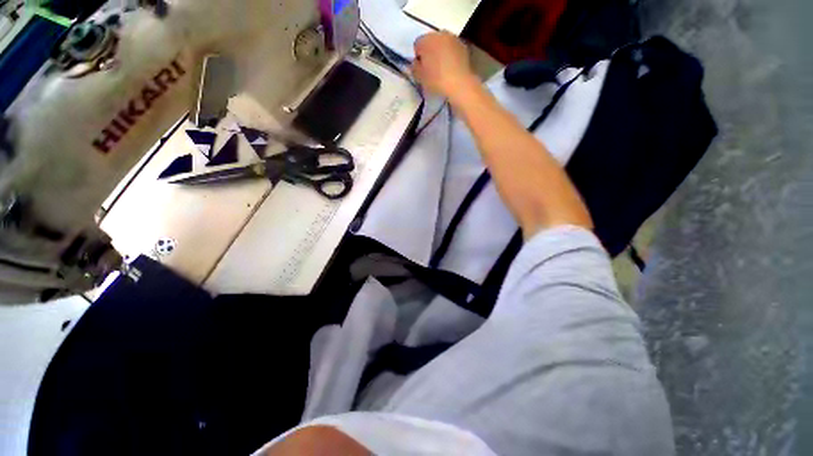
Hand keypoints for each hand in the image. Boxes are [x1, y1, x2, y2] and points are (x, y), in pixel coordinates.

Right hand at [412, 31, 477, 98]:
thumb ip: (414, 67)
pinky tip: (451, 68)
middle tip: (431, 68)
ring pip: (442, 44)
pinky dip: (450, 55)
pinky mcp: (463, 46)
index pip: (417, 45)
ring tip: (442, 68)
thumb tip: (416, 63)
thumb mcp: (419, 77)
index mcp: (426, 40)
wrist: (460, 84)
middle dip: (430, 52)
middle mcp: (440, 34)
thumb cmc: (436, 80)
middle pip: (431, 41)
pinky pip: (452, 49)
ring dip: (440, 52)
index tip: (421, 68)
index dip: (418, 57)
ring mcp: (453, 38)